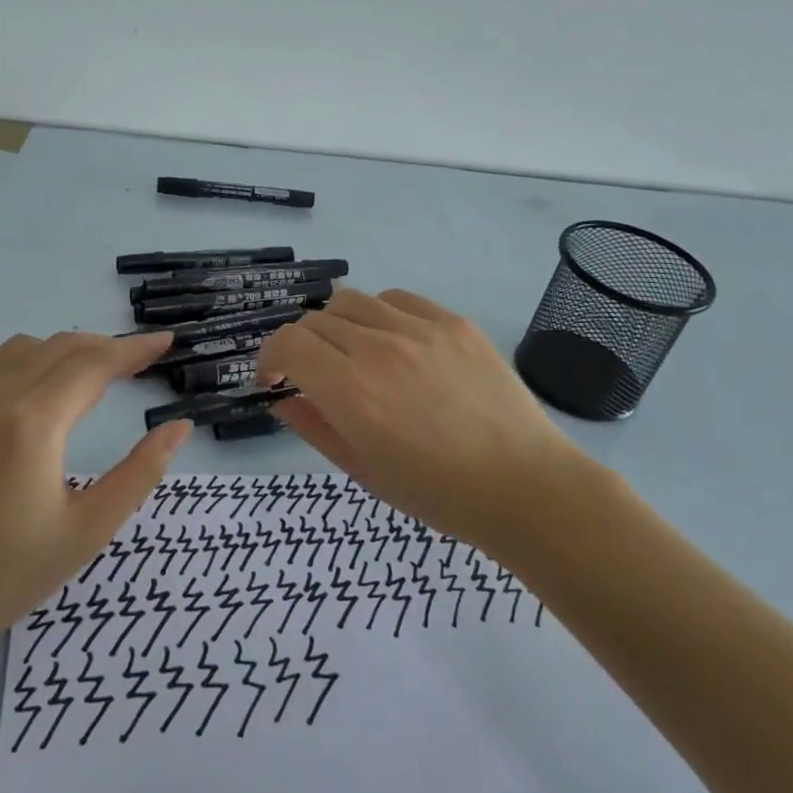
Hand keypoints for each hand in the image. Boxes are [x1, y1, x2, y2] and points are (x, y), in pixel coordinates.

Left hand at [0, 330, 191, 642]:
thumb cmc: (9, 575)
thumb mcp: (89, 529)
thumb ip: (140, 472)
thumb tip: (179, 427)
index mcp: (32, 424)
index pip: (93, 364)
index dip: (134, 349)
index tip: (165, 342)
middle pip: (60, 347)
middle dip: (106, 347)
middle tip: (140, 361)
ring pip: (22, 349)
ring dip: (65, 350)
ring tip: (94, 372)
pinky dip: (26, 362)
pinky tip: (38, 388)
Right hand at [256, 288, 600, 555]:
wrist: (523, 485)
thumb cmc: (437, 493)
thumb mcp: (362, 469)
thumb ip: (313, 426)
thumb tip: (282, 396)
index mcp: (351, 392)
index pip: (288, 343)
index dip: (269, 357)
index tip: (275, 379)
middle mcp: (379, 348)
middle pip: (315, 320)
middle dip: (302, 346)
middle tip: (316, 375)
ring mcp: (419, 329)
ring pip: (352, 300)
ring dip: (337, 325)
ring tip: (355, 354)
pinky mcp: (452, 321)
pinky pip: (397, 299)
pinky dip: (380, 315)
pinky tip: (395, 344)